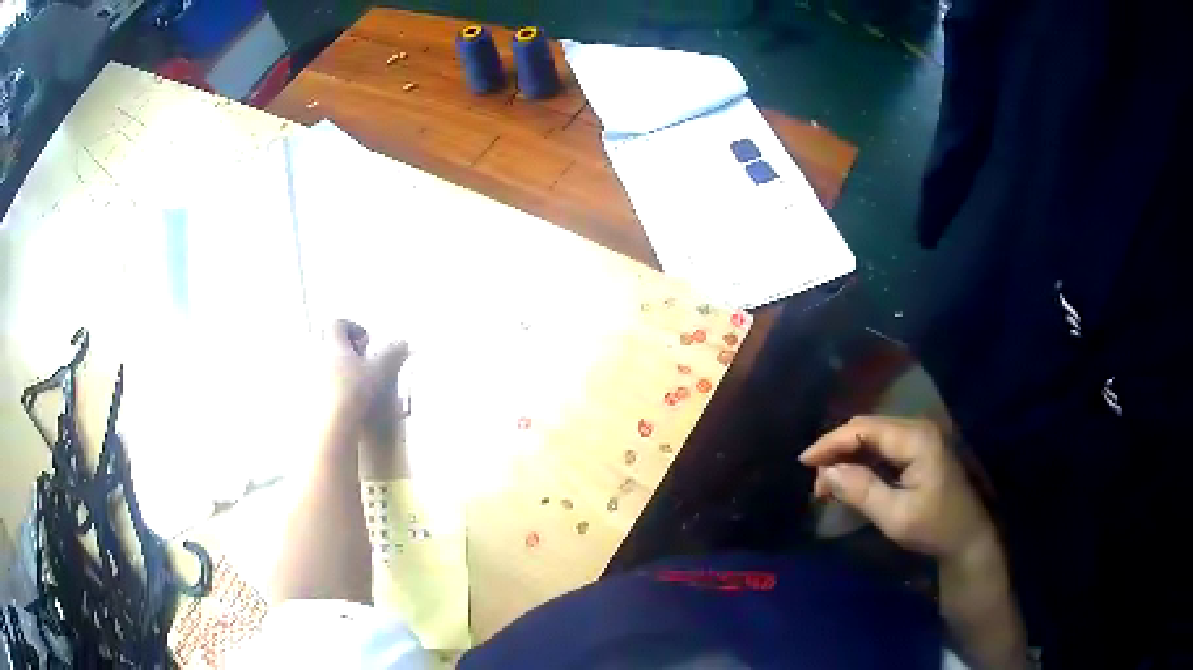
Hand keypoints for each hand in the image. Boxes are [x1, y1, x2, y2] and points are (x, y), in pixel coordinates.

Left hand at [318, 319, 408, 448]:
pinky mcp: (307, 397)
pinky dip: (330, 389)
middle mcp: (317, 355)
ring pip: (323, 365)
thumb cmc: (356, 391)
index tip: (367, 343)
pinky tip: (343, 404)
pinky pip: (317, 385)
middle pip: (328, 343)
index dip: (354, 328)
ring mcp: (309, 376)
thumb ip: (392, 354)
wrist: (332, 425)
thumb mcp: (381, 371)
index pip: (338, 324)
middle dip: (345, 351)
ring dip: (337, 370)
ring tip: (354, 386)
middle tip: (361, 365)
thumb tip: (403, 343)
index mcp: (332, 343)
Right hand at [800, 416, 993, 560]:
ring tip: (827, 483)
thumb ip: (861, 491)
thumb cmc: (935, 528)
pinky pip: (883, 446)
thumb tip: (826, 472)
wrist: (967, 538)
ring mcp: (920, 437)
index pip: (864, 429)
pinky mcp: (919, 449)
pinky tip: (848, 478)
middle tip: (815, 479)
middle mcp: (918, 428)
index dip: (831, 442)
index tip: (803, 462)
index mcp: (917, 439)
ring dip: (847, 455)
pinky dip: (861, 460)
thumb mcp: (896, 516)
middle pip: (867, 427)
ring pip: (873, 435)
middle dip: (837, 449)